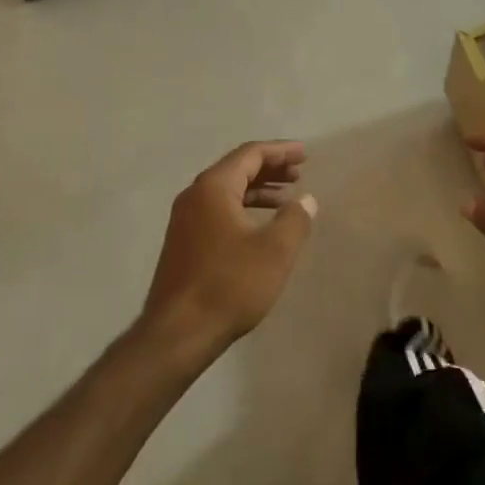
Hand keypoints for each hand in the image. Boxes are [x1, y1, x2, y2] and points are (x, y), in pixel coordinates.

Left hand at [141, 141, 317, 359]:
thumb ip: (295, 219)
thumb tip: (306, 200)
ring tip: (287, 199)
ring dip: (258, 190)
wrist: (178, 334)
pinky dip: (244, 209)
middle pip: (236, 169)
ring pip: (227, 192)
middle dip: (270, 168)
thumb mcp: (274, 251)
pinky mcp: (184, 243)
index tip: (305, 154)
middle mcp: (194, 196)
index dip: (280, 151)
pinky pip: (218, 211)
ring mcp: (185, 220)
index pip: (250, 154)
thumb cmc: (229, 285)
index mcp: (213, 188)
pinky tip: (261, 227)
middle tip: (299, 173)